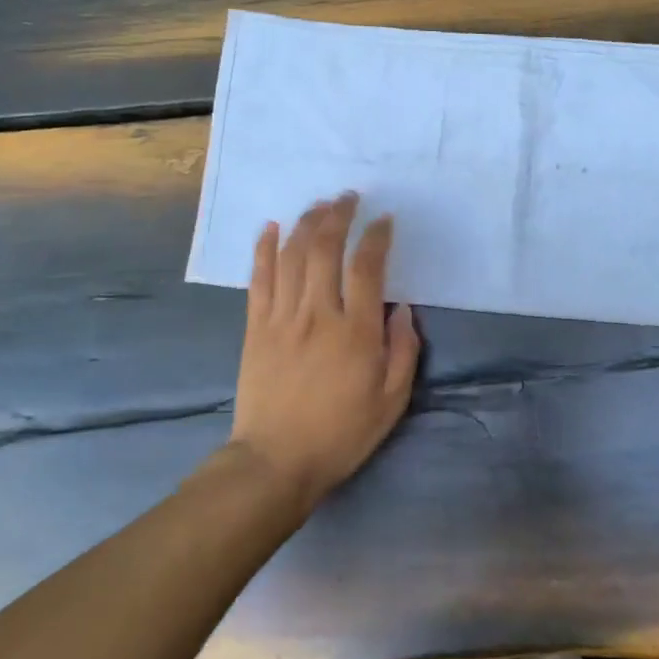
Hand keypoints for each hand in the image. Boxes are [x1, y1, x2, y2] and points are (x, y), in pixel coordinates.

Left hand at [229, 193, 420, 507]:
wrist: (276, 461)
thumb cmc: (341, 434)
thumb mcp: (391, 401)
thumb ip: (403, 351)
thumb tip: (402, 309)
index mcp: (355, 332)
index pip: (367, 268)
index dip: (377, 237)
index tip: (385, 221)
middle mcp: (318, 314)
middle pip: (325, 248)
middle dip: (338, 215)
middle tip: (349, 198)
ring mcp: (282, 317)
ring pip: (292, 255)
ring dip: (306, 223)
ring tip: (319, 204)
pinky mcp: (256, 327)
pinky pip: (259, 278)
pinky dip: (264, 249)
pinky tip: (272, 227)